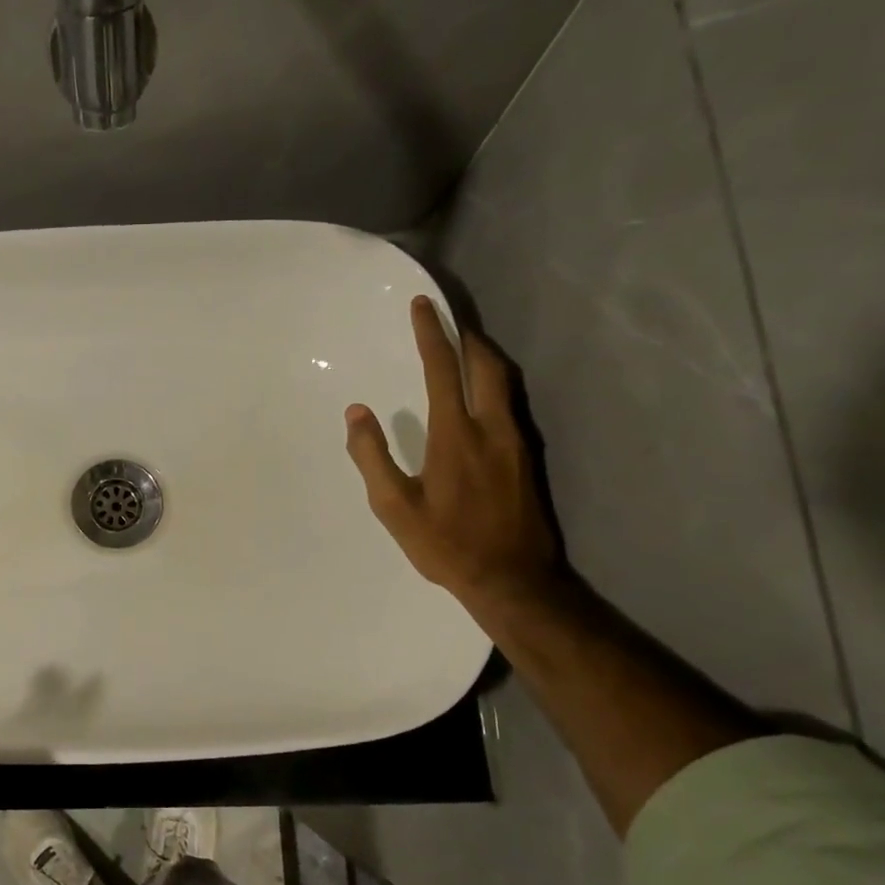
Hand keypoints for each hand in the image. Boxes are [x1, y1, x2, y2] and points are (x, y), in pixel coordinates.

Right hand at [345, 296, 559, 610]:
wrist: (512, 578)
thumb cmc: (445, 544)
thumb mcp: (394, 506)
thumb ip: (372, 455)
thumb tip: (357, 412)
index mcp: (455, 435)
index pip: (442, 369)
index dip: (431, 334)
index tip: (422, 306)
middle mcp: (492, 428)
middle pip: (485, 364)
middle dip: (465, 335)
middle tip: (446, 319)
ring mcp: (516, 441)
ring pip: (504, 381)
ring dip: (483, 356)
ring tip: (463, 346)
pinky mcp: (526, 457)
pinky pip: (510, 402)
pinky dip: (493, 382)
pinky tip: (481, 393)